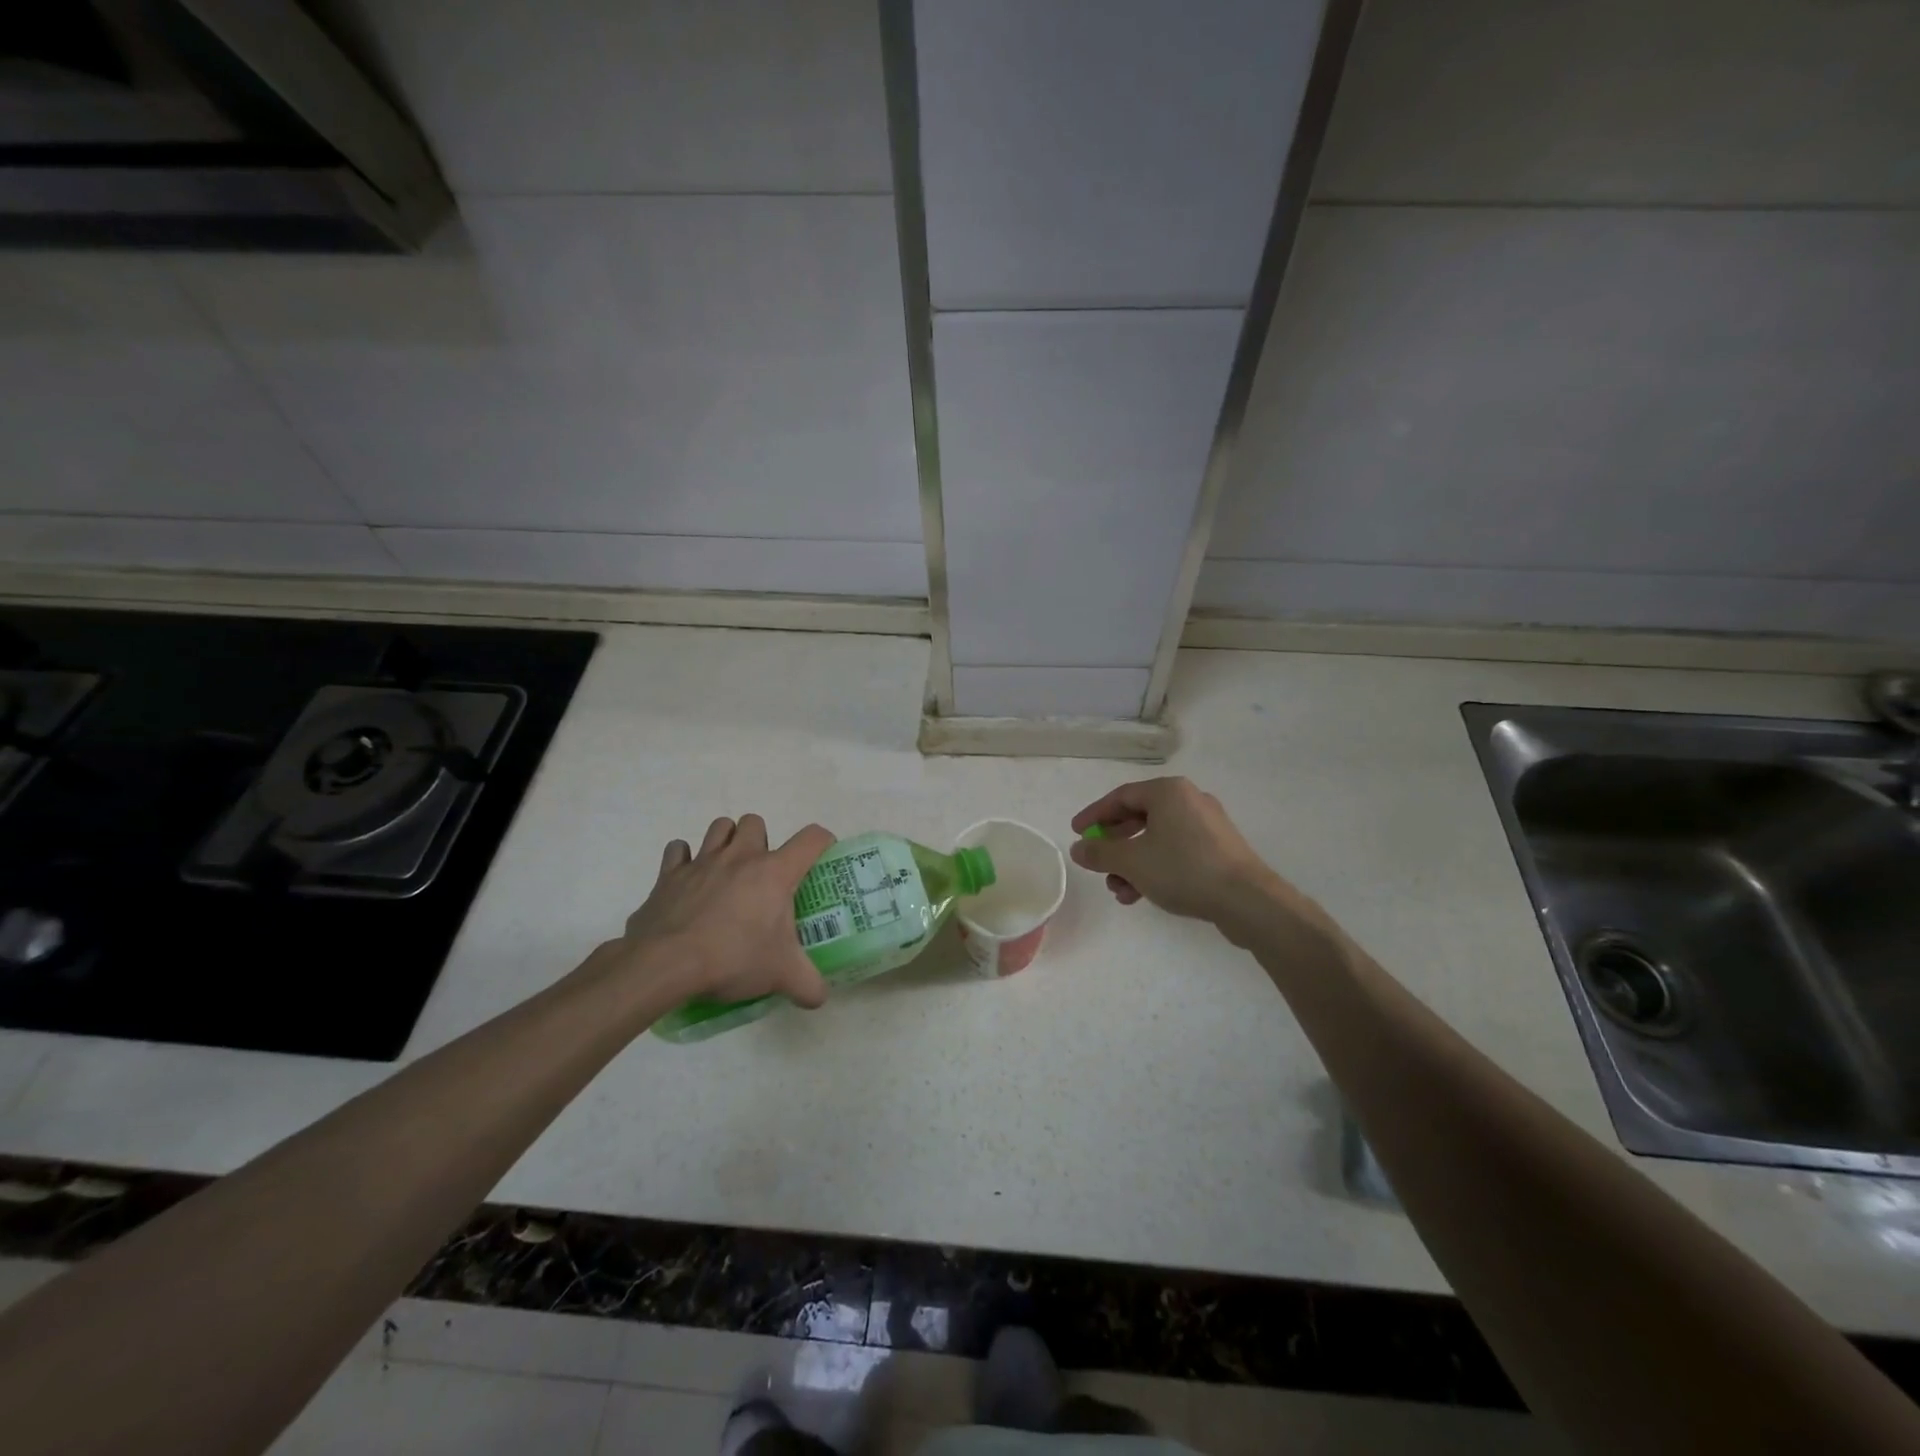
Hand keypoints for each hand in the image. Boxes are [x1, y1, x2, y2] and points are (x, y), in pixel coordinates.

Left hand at [611, 814, 834, 1006]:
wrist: (666, 964)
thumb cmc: (733, 958)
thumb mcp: (781, 975)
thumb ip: (808, 985)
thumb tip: (820, 997)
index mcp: (774, 872)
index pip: (811, 839)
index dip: (823, 842)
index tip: (821, 858)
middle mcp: (740, 856)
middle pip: (756, 822)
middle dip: (761, 841)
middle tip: (762, 875)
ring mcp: (701, 861)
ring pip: (719, 827)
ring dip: (726, 841)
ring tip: (727, 870)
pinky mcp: (669, 875)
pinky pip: (677, 850)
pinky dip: (684, 859)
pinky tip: (689, 880)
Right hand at [1070, 778, 1300, 941]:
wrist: (1247, 900)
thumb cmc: (1183, 869)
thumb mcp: (1131, 861)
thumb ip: (1100, 852)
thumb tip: (1079, 848)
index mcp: (1168, 791)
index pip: (1120, 796)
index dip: (1094, 815)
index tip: (1076, 833)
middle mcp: (1189, 799)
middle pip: (1139, 817)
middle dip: (1114, 845)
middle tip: (1098, 864)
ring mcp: (1208, 825)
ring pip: (1157, 838)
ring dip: (1133, 863)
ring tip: (1120, 891)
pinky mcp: (1219, 849)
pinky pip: (1177, 851)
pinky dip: (1156, 867)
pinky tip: (1143, 894)